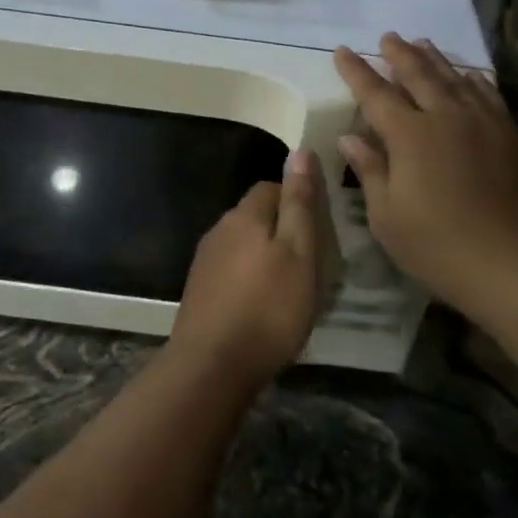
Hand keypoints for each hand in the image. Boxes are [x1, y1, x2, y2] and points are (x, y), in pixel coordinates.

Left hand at [169, 150, 322, 390]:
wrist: (212, 365)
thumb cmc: (268, 308)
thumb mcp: (299, 253)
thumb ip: (299, 204)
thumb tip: (300, 151)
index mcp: (245, 215)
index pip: (271, 187)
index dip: (296, 200)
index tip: (318, 227)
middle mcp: (219, 229)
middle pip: (255, 215)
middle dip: (281, 229)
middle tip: (310, 260)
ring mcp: (205, 261)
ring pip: (242, 244)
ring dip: (264, 256)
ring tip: (288, 286)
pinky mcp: (199, 290)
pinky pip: (230, 270)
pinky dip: (248, 279)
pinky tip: (261, 305)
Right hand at [334, 34, 517, 322]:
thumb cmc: (441, 247)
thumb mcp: (388, 218)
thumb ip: (370, 171)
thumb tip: (349, 139)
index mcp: (410, 135)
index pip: (375, 93)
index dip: (356, 71)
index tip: (343, 50)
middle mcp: (446, 117)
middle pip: (419, 74)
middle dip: (399, 54)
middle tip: (387, 37)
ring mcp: (484, 123)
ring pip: (455, 78)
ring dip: (435, 59)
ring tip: (422, 43)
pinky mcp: (512, 136)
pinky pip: (488, 95)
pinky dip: (474, 79)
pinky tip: (470, 76)